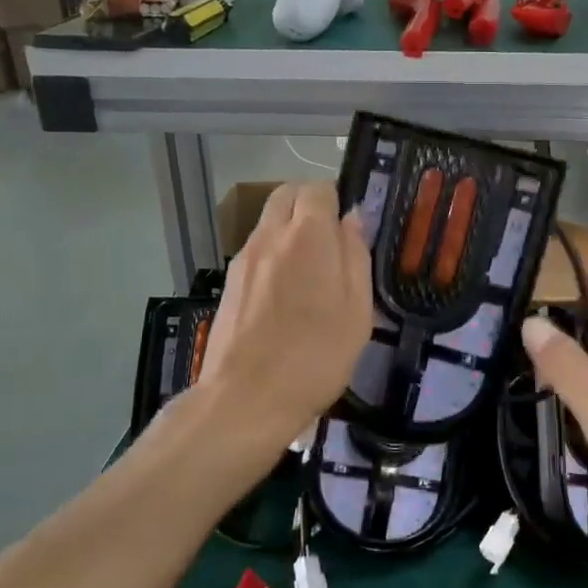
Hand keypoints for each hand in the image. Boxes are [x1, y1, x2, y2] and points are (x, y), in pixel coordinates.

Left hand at [196, 181, 372, 465]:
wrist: (246, 399)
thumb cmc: (315, 356)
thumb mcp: (357, 310)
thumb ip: (356, 255)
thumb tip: (352, 218)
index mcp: (307, 235)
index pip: (318, 188)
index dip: (336, 200)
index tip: (350, 229)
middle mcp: (270, 235)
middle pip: (287, 194)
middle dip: (310, 205)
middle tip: (331, 241)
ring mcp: (244, 258)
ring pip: (269, 221)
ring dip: (290, 229)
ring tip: (310, 271)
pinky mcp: (230, 281)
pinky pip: (257, 248)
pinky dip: (274, 252)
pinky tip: (286, 292)